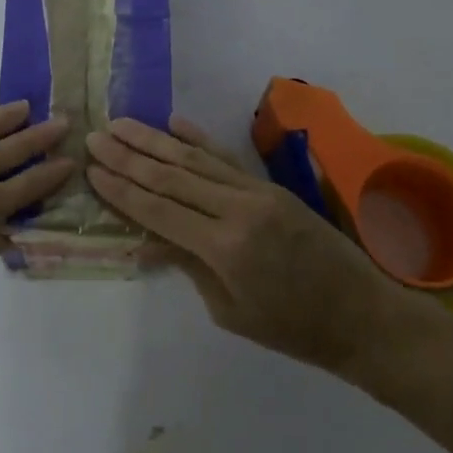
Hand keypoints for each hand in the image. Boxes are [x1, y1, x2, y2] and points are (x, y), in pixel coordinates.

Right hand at [85, 115, 411, 373]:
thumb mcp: (230, 311)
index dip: (122, 189)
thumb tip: (145, 243)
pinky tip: (175, 123)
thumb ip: (188, 267)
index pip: (159, 210)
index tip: (91, 167)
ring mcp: (257, 192)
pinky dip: (200, 139)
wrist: (360, 313)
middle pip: (172, 176)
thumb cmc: (292, 328)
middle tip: (96, 135)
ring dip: (155, 140)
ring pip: (196, 159)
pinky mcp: (271, 187)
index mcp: (224, 247)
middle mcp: (238, 209)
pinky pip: (228, 157)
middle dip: (129, 156)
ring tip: (122, 123)